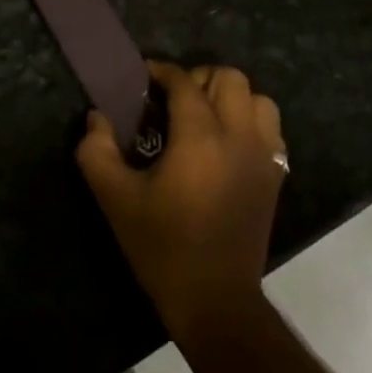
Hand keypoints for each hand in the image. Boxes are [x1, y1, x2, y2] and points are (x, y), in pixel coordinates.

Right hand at [77, 62, 286, 345]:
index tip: (142, 77)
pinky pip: (271, 129)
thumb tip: (96, 117)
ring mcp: (263, 156)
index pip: (184, 82)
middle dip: (199, 78)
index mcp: (200, 137)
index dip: (161, 71)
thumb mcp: (116, 200)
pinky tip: (229, 142)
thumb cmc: (163, 247)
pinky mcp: (275, 176)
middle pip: (229, 78)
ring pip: (257, 99)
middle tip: (174, 100)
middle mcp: (238, 136)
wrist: (215, 301)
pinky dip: (252, 122)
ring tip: (205, 117)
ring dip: (231, 98)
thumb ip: (97, 151)